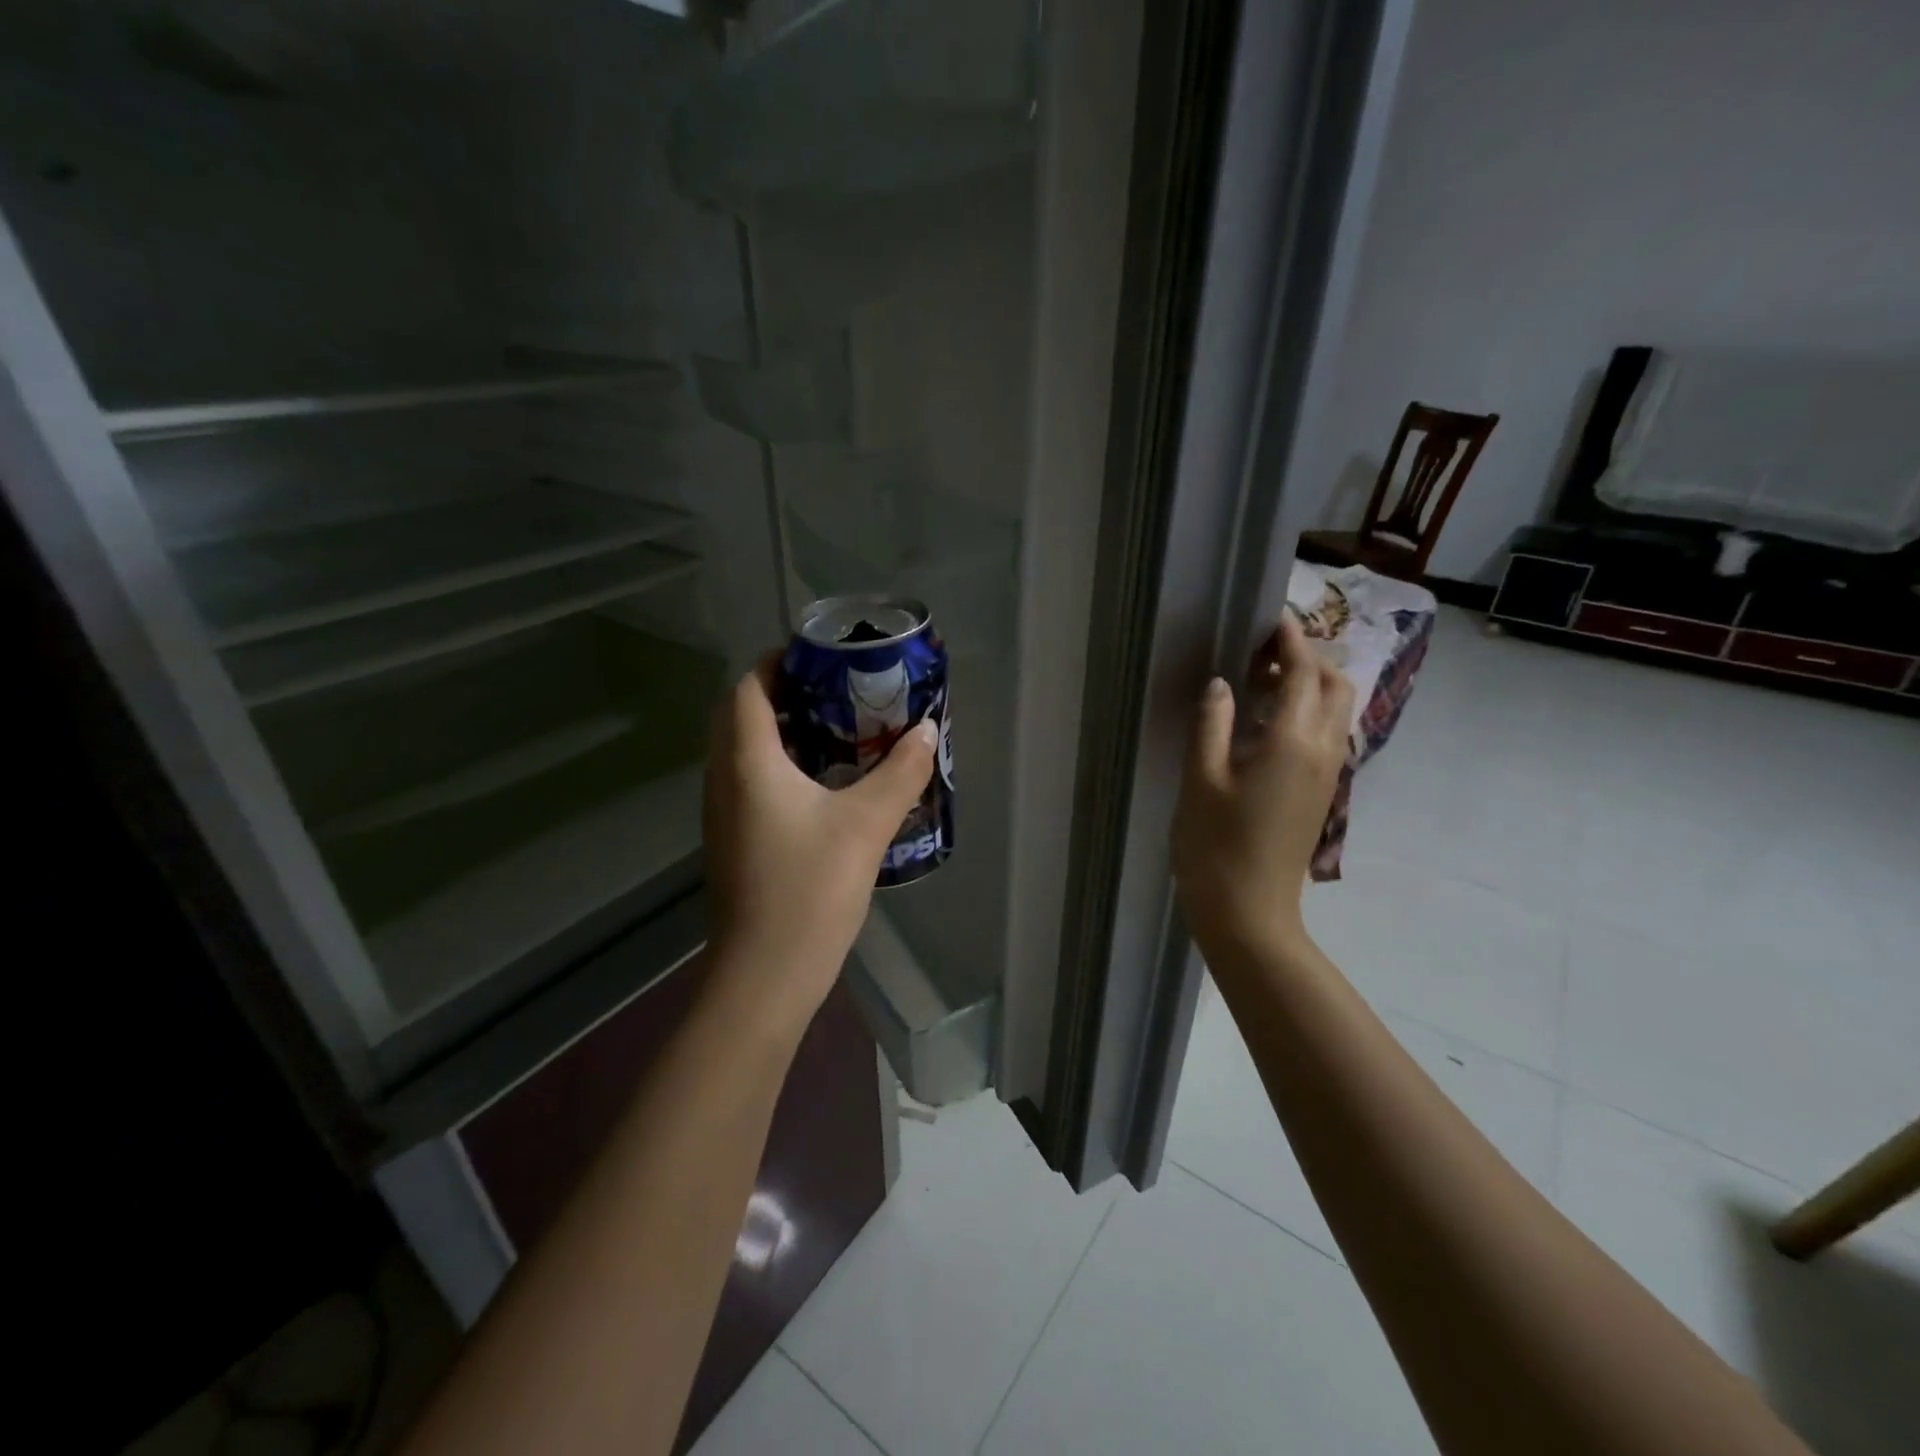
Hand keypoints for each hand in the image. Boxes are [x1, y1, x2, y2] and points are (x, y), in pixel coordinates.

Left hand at [704, 656, 936, 1027]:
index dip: (776, 663)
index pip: (747, 688)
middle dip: (781, 694)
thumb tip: (926, 731)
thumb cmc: (811, 889)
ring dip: (780, 731)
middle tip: (834, 692)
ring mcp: (723, 814)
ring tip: (835, 731)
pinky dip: (779, 767)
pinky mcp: (733, 842)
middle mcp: (724, 780)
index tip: (818, 658)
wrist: (766, 974)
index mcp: (748, 763)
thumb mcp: (866, 824)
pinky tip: (823, 786)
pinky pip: (749, 783)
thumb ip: (900, 772)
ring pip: (743, 752)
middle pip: (740, 716)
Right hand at [1172, 614, 1353, 961]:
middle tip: (1261, 651)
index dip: (1289, 639)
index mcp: (1291, 740)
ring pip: (1336, 709)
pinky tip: (1265, 722)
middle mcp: (1322, 750)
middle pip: (1334, 683)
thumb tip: (1224, 682)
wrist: (1248, 911)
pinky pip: (1326, 734)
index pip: (1302, 671)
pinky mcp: (1321, 791)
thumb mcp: (1201, 778)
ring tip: (1261, 681)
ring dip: (1310, 684)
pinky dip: (1307, 711)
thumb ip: (1212, 722)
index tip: (1268, 616)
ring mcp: (1327, 773)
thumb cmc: (1215, 844)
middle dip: (1307, 657)